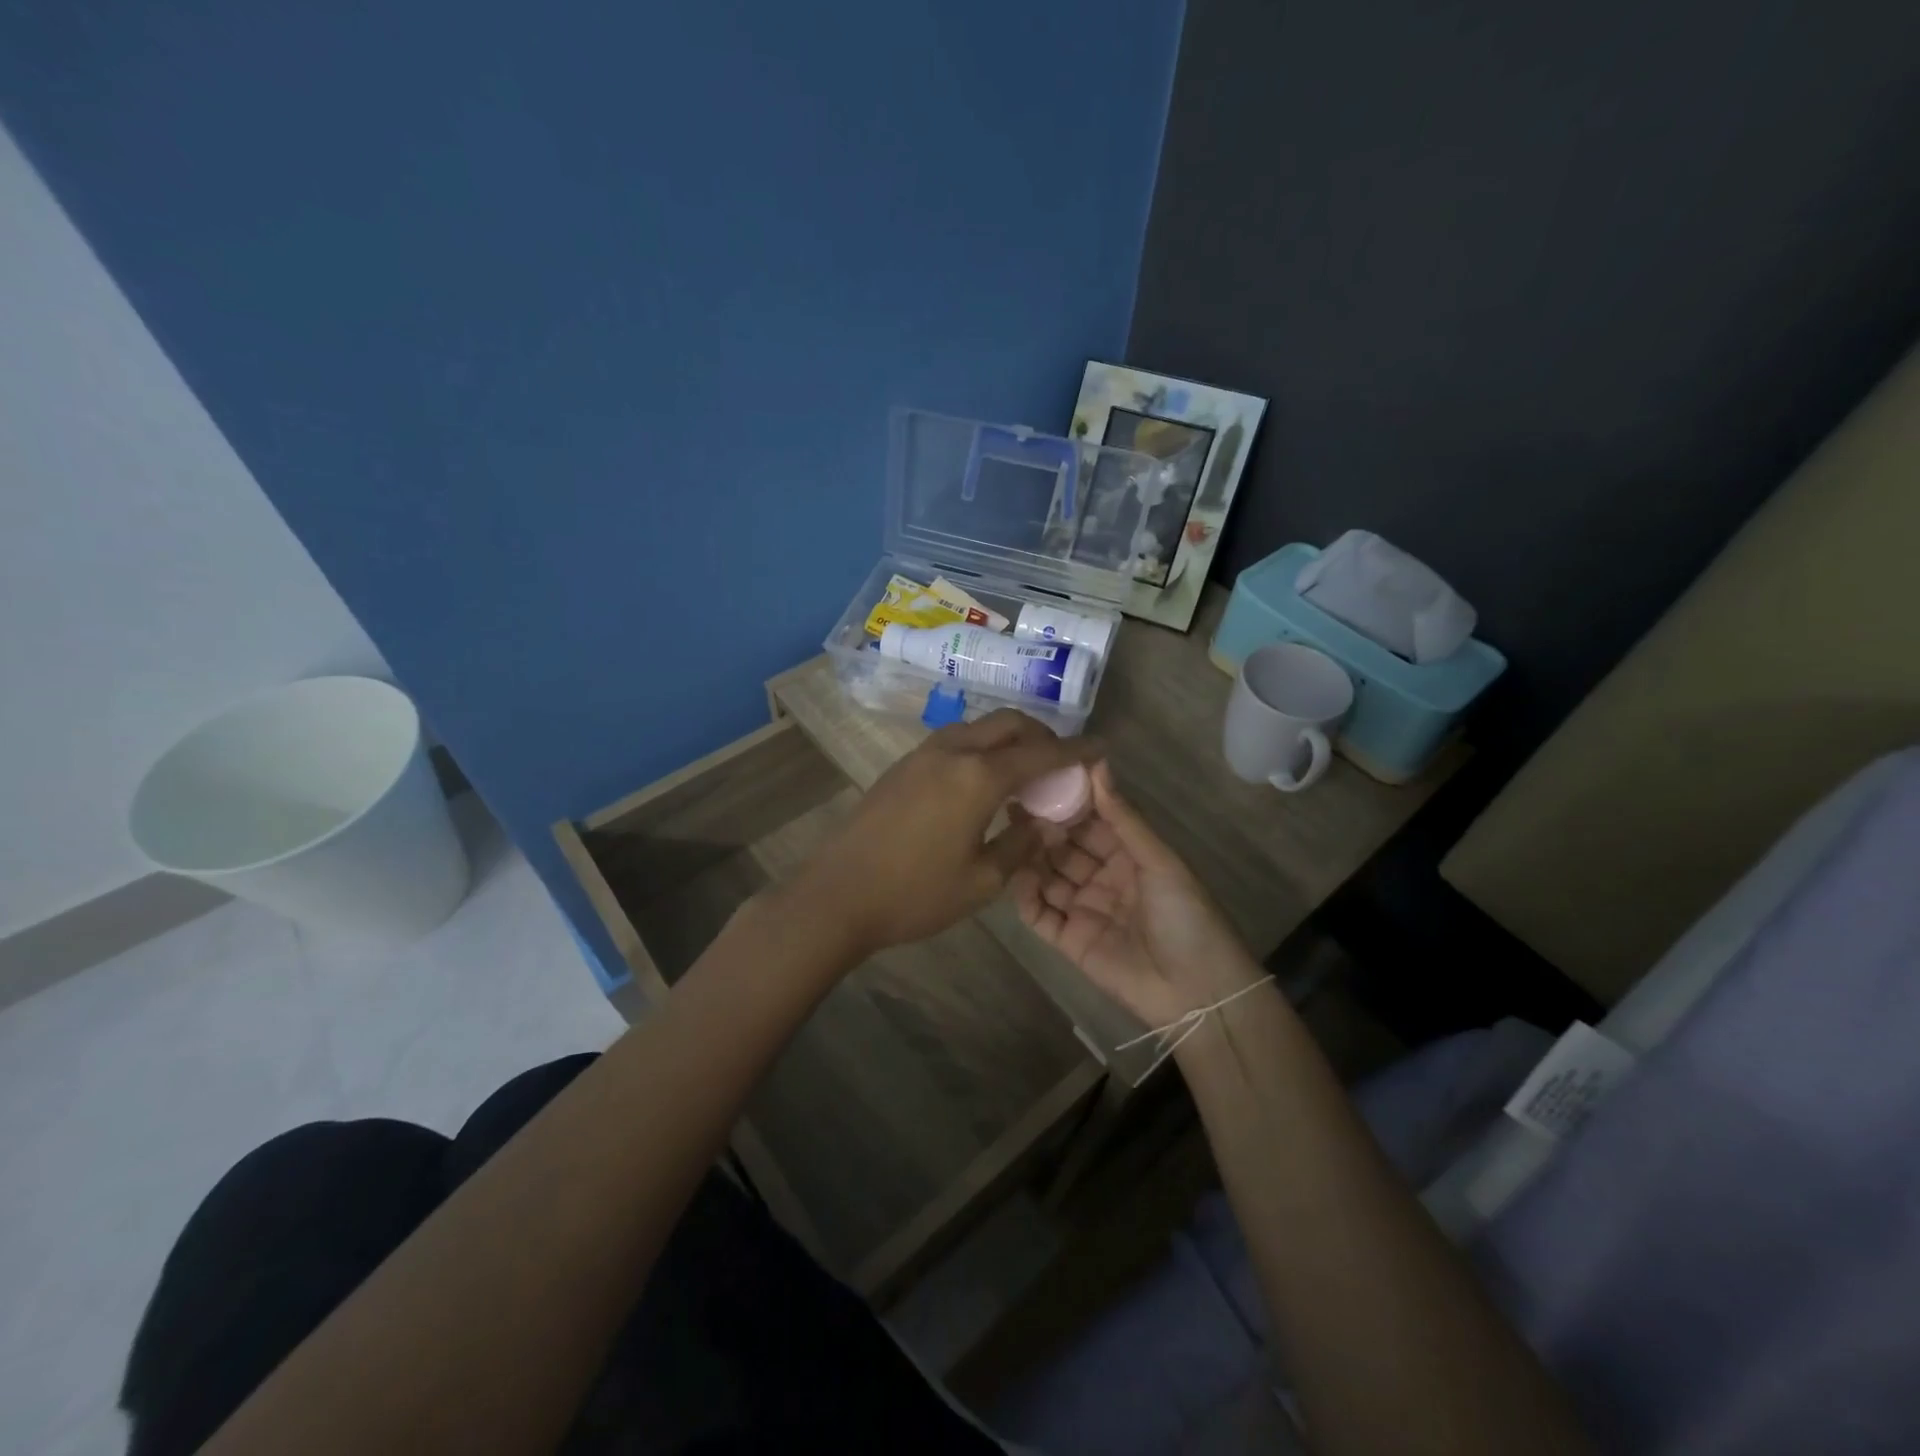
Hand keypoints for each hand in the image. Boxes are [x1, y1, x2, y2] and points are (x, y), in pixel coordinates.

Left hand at [791, 709, 1101, 959]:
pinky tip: (982, 782)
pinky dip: (981, 749)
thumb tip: (1045, 824)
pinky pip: (954, 741)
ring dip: (1008, 739)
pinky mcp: (902, 765)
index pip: (1041, 752)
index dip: (1076, 750)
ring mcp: (922, 754)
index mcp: (978, 776)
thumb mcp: (981, 881)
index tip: (1101, 749)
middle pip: (1009, 723)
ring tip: (1023, 772)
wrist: (837, 895)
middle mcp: (953, 751)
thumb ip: (1022, 845)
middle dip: (1041, 734)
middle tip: (1059, 762)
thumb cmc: (915, 894)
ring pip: (978, 727)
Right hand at [1010, 761, 1261, 1028]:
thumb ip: (1123, 816)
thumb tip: (1098, 762)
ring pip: (1047, 877)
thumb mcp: (1158, 860)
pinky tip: (1012, 875)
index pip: (1090, 822)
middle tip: (1013, 805)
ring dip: (1029, 857)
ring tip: (1007, 834)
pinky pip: (1039, 914)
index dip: (1067, 803)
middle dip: (1042, 828)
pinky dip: (1024, 896)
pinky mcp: (1068, 941)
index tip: (1039, 779)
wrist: (1197, 991)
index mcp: (1128, 856)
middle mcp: (1102, 878)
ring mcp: (1083, 909)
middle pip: (1064, 848)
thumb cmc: (1185, 916)